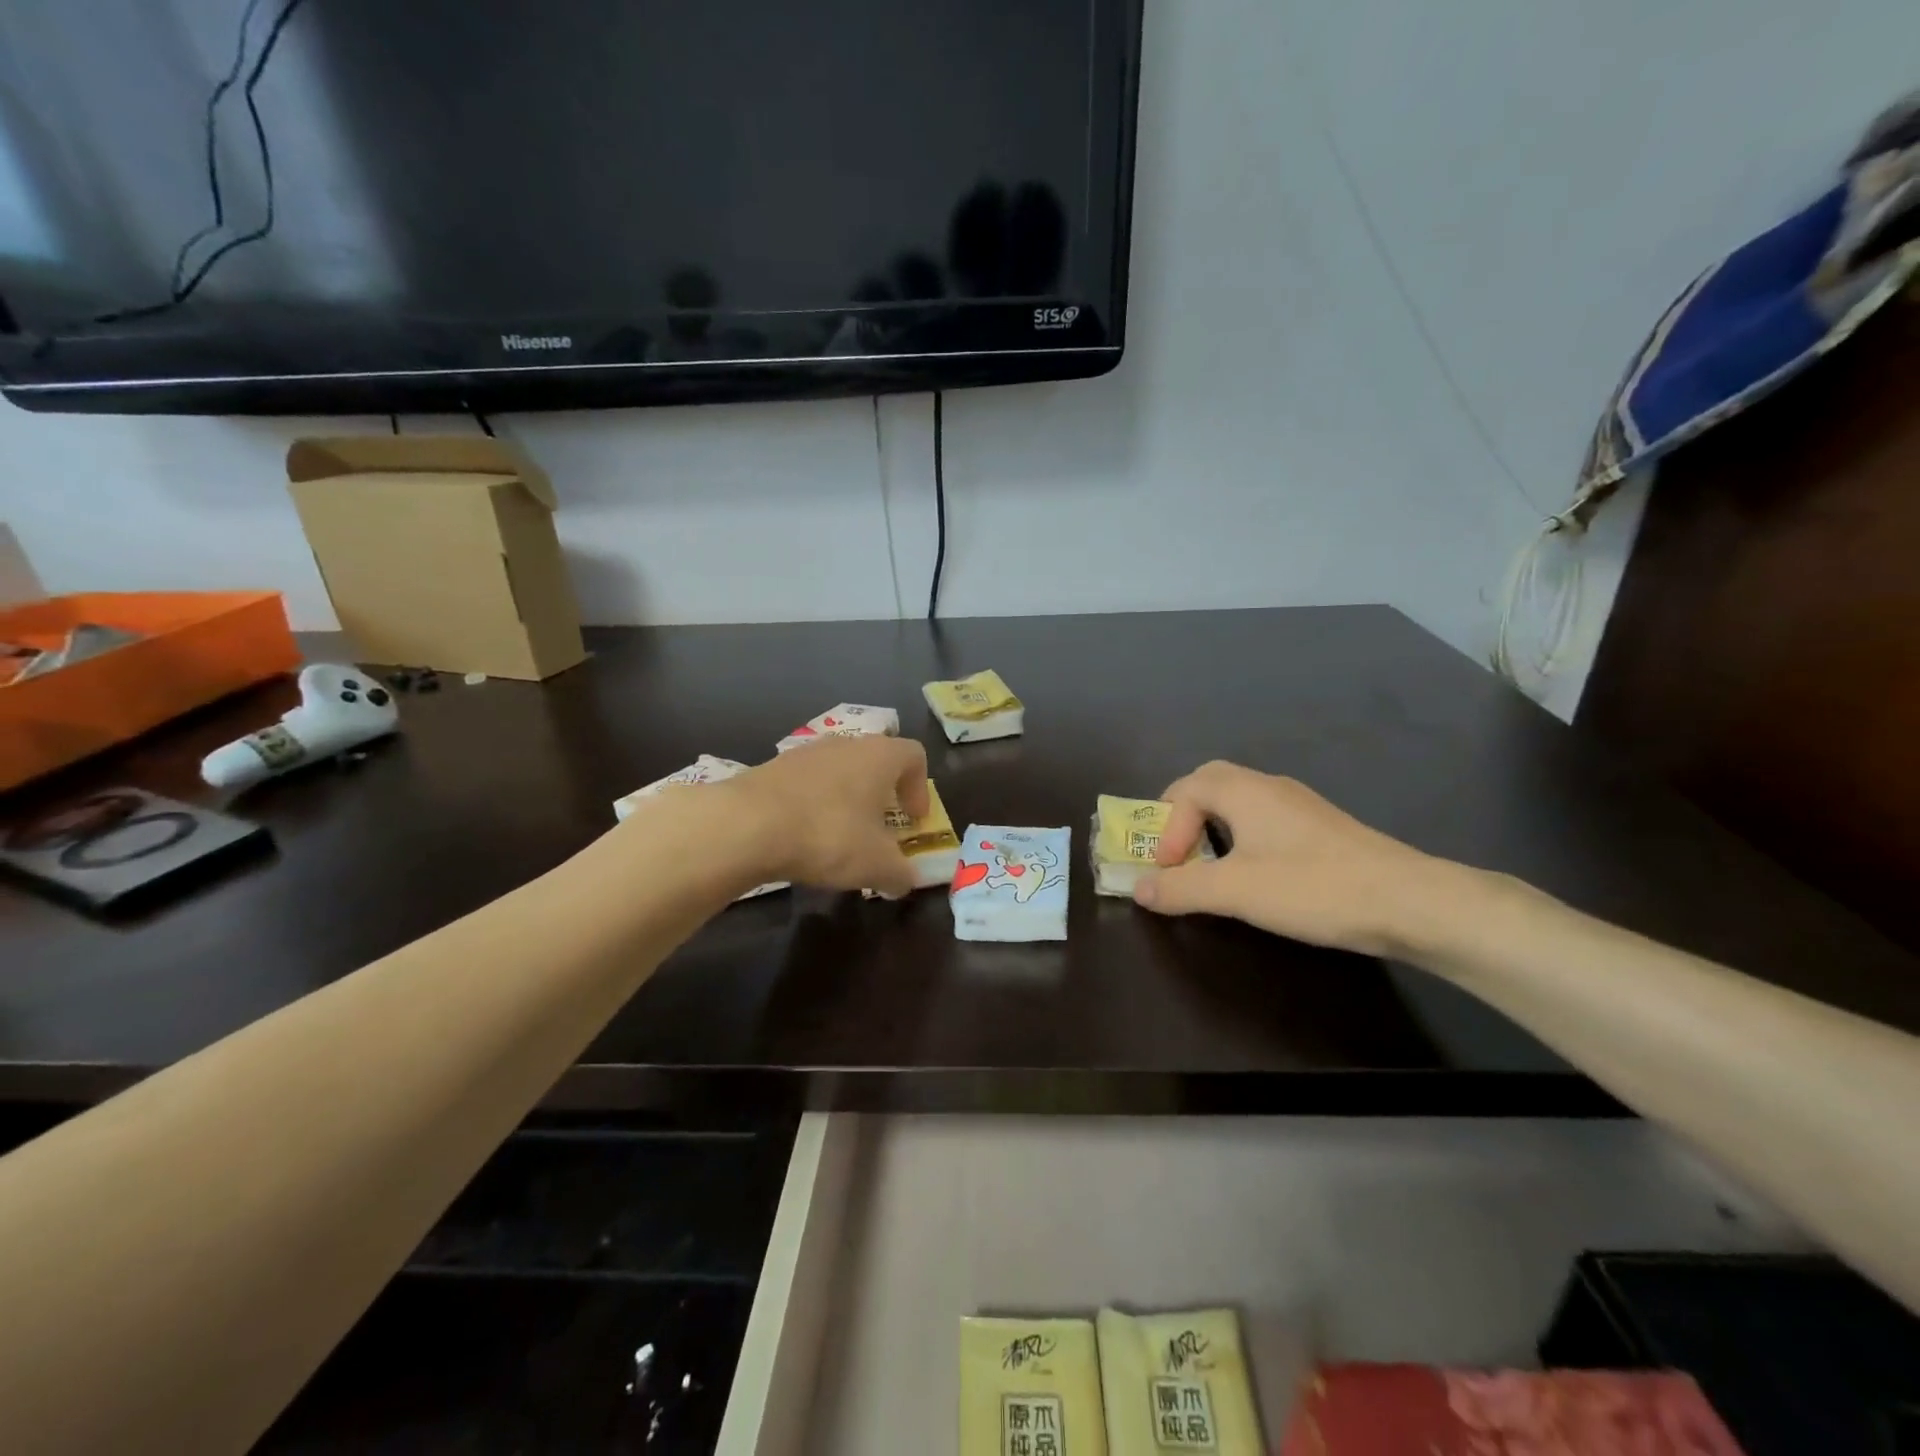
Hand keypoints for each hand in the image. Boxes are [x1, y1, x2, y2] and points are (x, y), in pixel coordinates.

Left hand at [727, 736, 930, 897]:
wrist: (747, 825)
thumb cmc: (828, 835)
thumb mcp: (876, 865)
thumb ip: (900, 873)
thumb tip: (905, 880)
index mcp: (880, 756)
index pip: (914, 756)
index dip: (920, 788)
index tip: (913, 819)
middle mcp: (846, 744)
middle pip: (875, 760)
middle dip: (882, 794)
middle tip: (880, 828)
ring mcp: (806, 752)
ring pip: (839, 770)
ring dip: (846, 798)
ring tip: (839, 835)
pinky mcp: (773, 767)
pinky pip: (807, 783)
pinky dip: (813, 804)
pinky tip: (803, 836)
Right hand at [1134, 760, 1447, 956]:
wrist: (1408, 902)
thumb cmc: (1312, 887)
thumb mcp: (1235, 891)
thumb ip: (1181, 888)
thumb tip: (1139, 889)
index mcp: (1244, 791)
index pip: (1185, 789)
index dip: (1166, 827)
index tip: (1170, 869)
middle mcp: (1270, 787)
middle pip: (1211, 784)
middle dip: (1184, 817)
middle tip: (1177, 854)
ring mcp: (1300, 806)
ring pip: (1240, 803)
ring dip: (1213, 830)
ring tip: (1211, 869)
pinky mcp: (1321, 829)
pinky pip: (1265, 821)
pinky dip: (1243, 840)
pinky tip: (1256, 876)